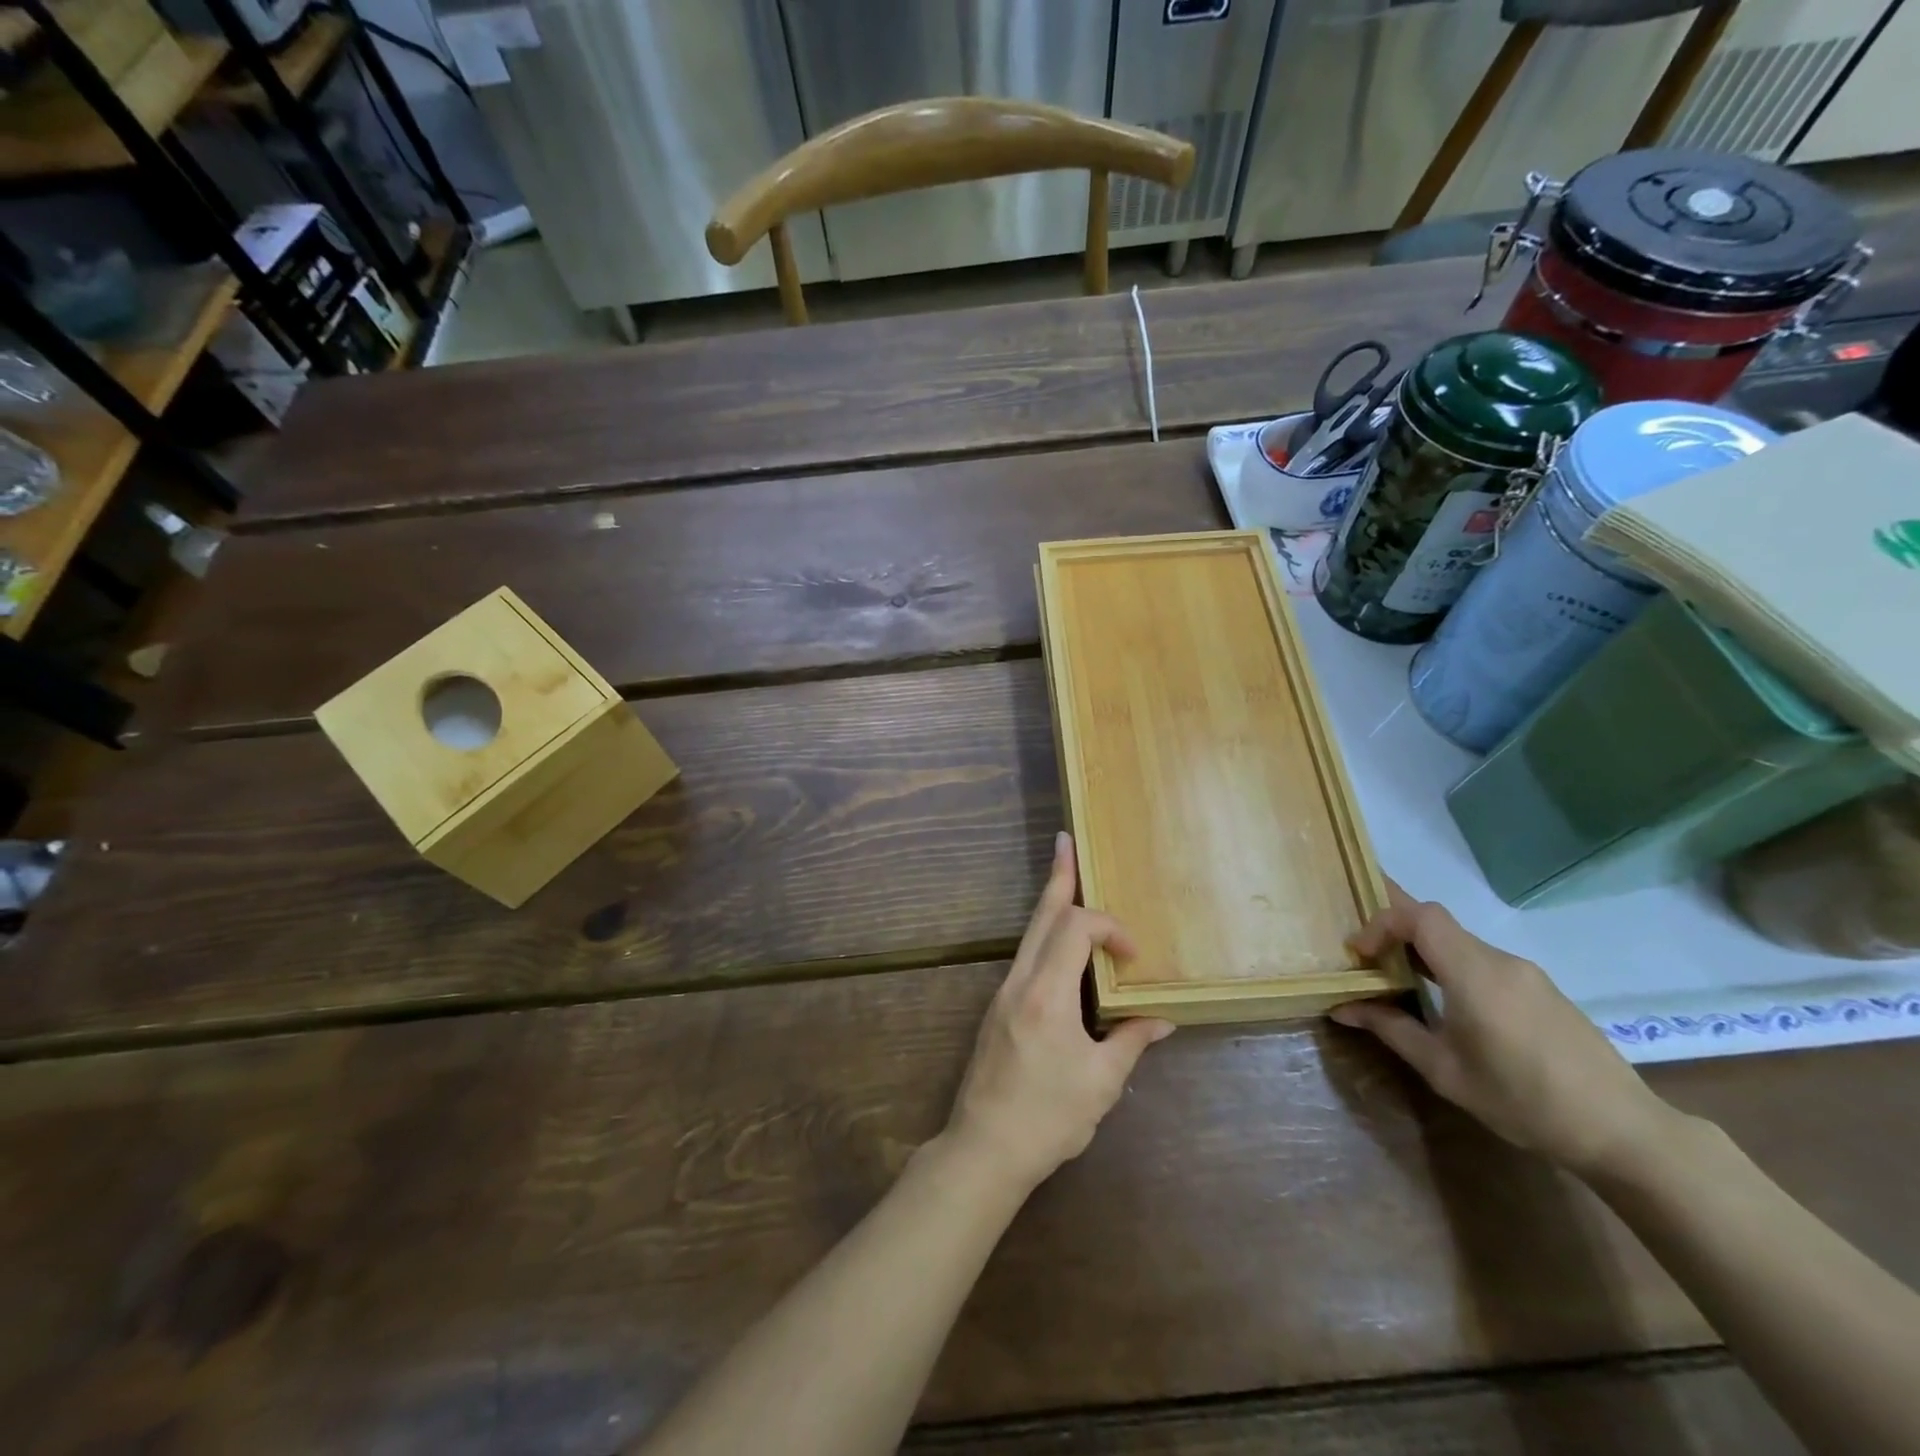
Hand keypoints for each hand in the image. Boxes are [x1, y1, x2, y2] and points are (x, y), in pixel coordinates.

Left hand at [945, 832, 1173, 1193]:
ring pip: (1029, 934)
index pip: (1076, 929)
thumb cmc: (1048, 1118)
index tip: (1133, 957)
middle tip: (1066, 842)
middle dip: (1059, 878)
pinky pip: (1025, 956)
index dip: (1109, 929)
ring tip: (1064, 875)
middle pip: (1042, 917)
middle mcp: (1019, 982)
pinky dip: (1045, 935)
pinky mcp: (998, 1009)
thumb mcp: (1101, 1083)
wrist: (984, 1148)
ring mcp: (1003, 993)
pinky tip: (1057, 941)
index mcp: (1045, 994)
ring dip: (1050, 904)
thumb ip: (1131, 1041)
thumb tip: (1161, 1019)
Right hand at [1331, 883, 1672, 1178]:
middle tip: (1368, 959)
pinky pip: (1485, 962)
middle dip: (1396, 933)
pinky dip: (1453, 967)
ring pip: (1461, 943)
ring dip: (1425, 952)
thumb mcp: (1444, 1070)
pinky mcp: (1543, 990)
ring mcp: (1527, 974)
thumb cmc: (1523, 1100)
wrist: (1623, 1132)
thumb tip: (1342, 1008)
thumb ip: (1391, 1029)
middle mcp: (1501, 961)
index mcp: (1475, 973)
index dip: (1381, 923)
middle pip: (1438, 923)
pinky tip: (1450, 1004)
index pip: (1420, 916)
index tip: (1360, 955)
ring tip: (1402, 982)